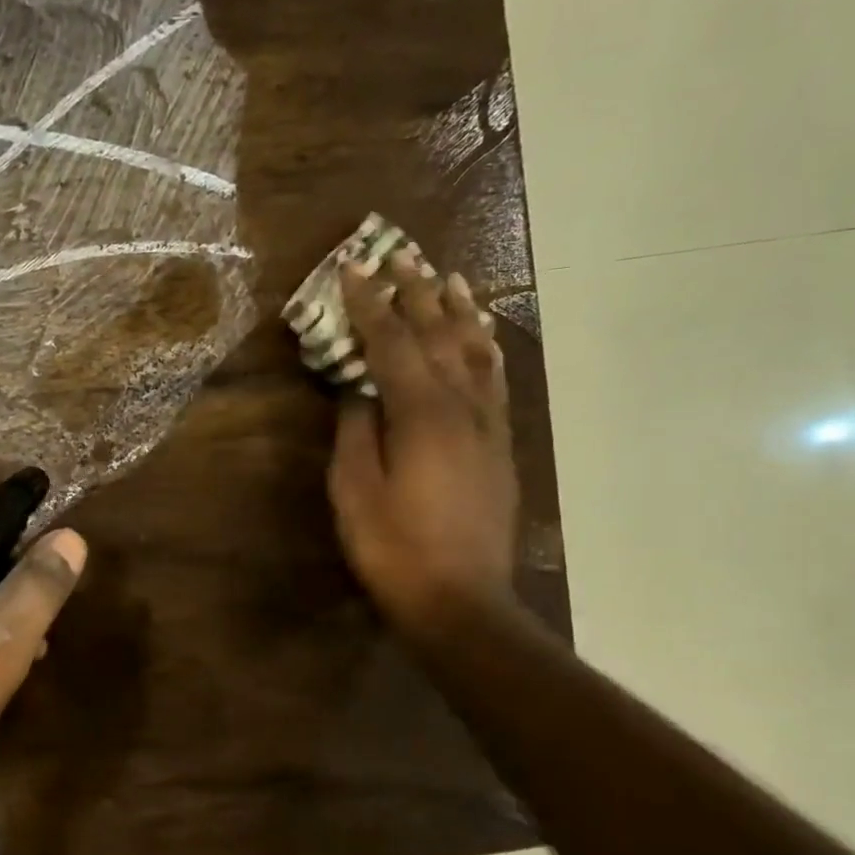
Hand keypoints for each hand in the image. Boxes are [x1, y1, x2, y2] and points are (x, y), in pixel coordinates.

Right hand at [329, 251, 518, 638]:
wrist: (461, 599)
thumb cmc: (394, 548)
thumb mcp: (354, 491)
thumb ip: (355, 432)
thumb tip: (357, 391)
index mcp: (421, 415)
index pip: (392, 344)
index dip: (371, 304)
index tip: (354, 268)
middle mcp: (462, 407)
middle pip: (440, 336)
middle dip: (417, 293)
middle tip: (401, 255)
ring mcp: (488, 426)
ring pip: (476, 352)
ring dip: (459, 312)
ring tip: (448, 278)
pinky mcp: (500, 447)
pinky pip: (495, 382)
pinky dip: (486, 349)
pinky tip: (481, 338)